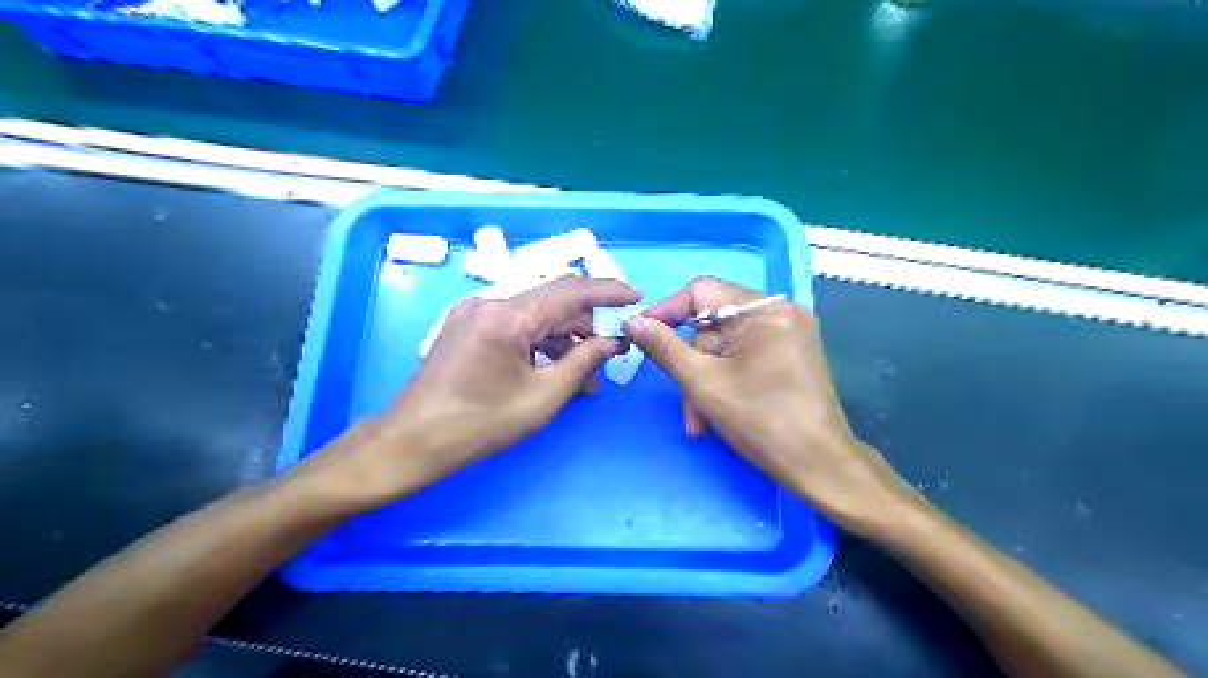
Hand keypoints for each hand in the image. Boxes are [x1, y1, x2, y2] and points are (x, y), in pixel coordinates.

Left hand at [301, 275, 635, 508]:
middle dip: (589, 322)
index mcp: (507, 315)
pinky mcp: (470, 328)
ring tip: (591, 370)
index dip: (608, 292)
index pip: (570, 291)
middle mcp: (490, 302)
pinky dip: (542, 344)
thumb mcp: (543, 396)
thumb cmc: (480, 424)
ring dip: (566, 337)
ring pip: (536, 316)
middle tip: (616, 345)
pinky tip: (560, 369)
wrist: (413, 442)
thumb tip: (613, 341)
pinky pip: (517, 327)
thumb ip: (583, 361)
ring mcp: (476, 313)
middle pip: (553, 301)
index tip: (636, 297)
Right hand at [628, 275, 899, 528]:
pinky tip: (718, 413)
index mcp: (764, 310)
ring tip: (700, 421)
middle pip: (713, 325)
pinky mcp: (791, 355)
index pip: (702, 291)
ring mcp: (789, 335)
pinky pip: (744, 357)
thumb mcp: (703, 383)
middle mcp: (780, 313)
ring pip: (725, 347)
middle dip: (692, 365)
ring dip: (706, 381)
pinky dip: (726, 380)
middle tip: (685, 402)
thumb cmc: (761, 421)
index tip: (641, 335)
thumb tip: (633, 322)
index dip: (667, 311)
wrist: (820, 467)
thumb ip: (664, 348)